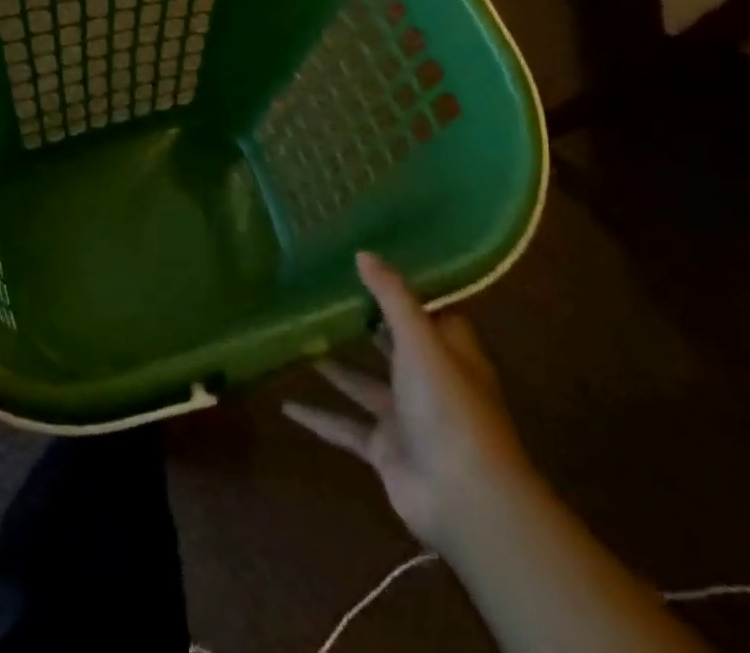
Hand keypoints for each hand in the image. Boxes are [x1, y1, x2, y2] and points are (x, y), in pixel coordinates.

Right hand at [285, 251, 529, 549]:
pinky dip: (318, 417)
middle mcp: (429, 380)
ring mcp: (406, 416)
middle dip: (362, 324)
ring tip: (296, 337)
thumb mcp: (419, 339)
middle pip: (392, 345)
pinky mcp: (385, 448)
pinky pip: (345, 426)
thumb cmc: (448, 406)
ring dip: (333, 365)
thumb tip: (363, 252)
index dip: (403, 291)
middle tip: (320, 294)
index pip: (429, 312)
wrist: (463, 497)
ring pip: (363, 382)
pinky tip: (285, 405)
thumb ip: (391, 296)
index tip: (367, 267)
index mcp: (449, 352)